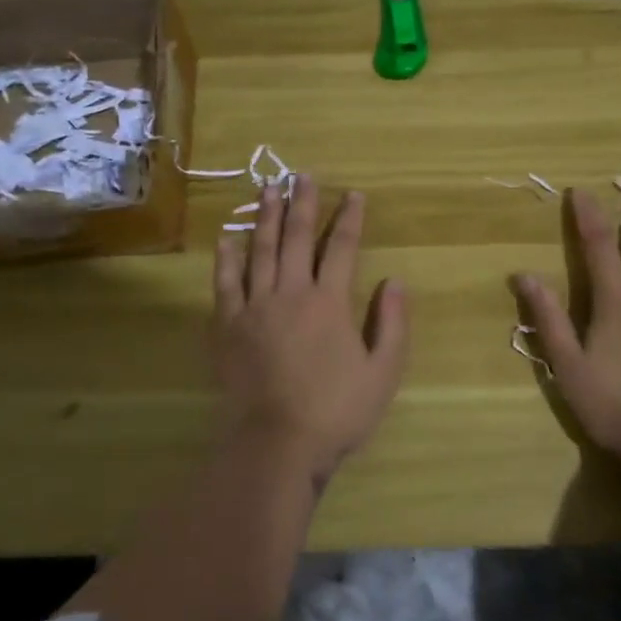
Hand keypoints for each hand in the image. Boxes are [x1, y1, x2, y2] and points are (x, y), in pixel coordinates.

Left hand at [211, 177, 409, 484]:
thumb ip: (392, 324)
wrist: (276, 445)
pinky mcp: (227, 326)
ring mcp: (255, 307)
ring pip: (261, 250)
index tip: (354, 194)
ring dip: (266, 217)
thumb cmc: (336, 411)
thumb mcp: (383, 372)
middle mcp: (291, 293)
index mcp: (330, 302)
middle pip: (297, 238)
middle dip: (302, 203)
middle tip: (302, 175)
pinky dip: (227, 257)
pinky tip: (229, 236)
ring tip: (268, 188)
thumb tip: (395, 281)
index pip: (343, 247)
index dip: (350, 218)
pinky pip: (225, 283)